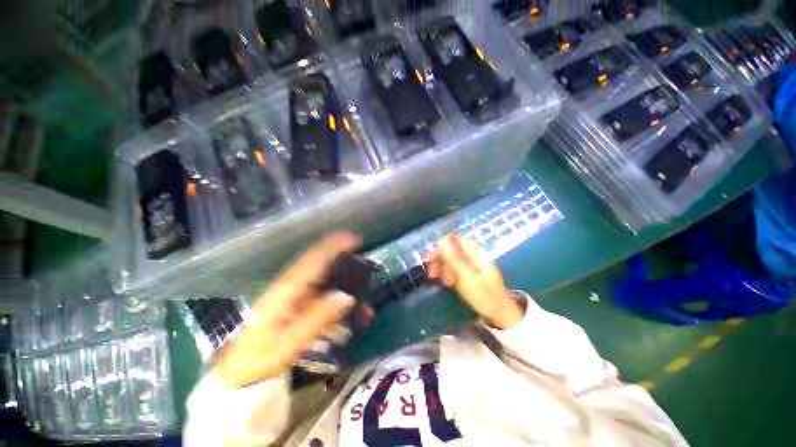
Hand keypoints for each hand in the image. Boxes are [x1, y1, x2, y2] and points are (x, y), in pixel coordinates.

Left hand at [215, 232, 360, 387]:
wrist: (236, 372)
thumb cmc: (259, 359)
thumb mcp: (289, 343)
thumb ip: (318, 318)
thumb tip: (347, 297)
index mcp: (286, 290)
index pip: (314, 259)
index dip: (334, 246)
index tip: (355, 239)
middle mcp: (289, 286)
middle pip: (318, 262)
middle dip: (341, 256)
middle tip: (362, 262)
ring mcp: (291, 294)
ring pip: (320, 276)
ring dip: (340, 276)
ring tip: (360, 285)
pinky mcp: (293, 303)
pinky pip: (318, 291)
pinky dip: (334, 293)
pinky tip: (345, 305)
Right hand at [425, 235, 523, 329]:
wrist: (499, 315)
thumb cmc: (484, 296)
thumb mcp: (468, 277)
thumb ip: (455, 258)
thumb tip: (442, 239)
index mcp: (475, 253)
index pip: (455, 240)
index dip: (441, 246)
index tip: (431, 258)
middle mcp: (473, 256)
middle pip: (451, 250)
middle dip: (439, 260)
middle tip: (430, 272)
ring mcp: (471, 265)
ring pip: (450, 260)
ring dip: (442, 268)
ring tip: (437, 280)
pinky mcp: (468, 274)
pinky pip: (454, 269)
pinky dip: (447, 275)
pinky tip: (446, 283)